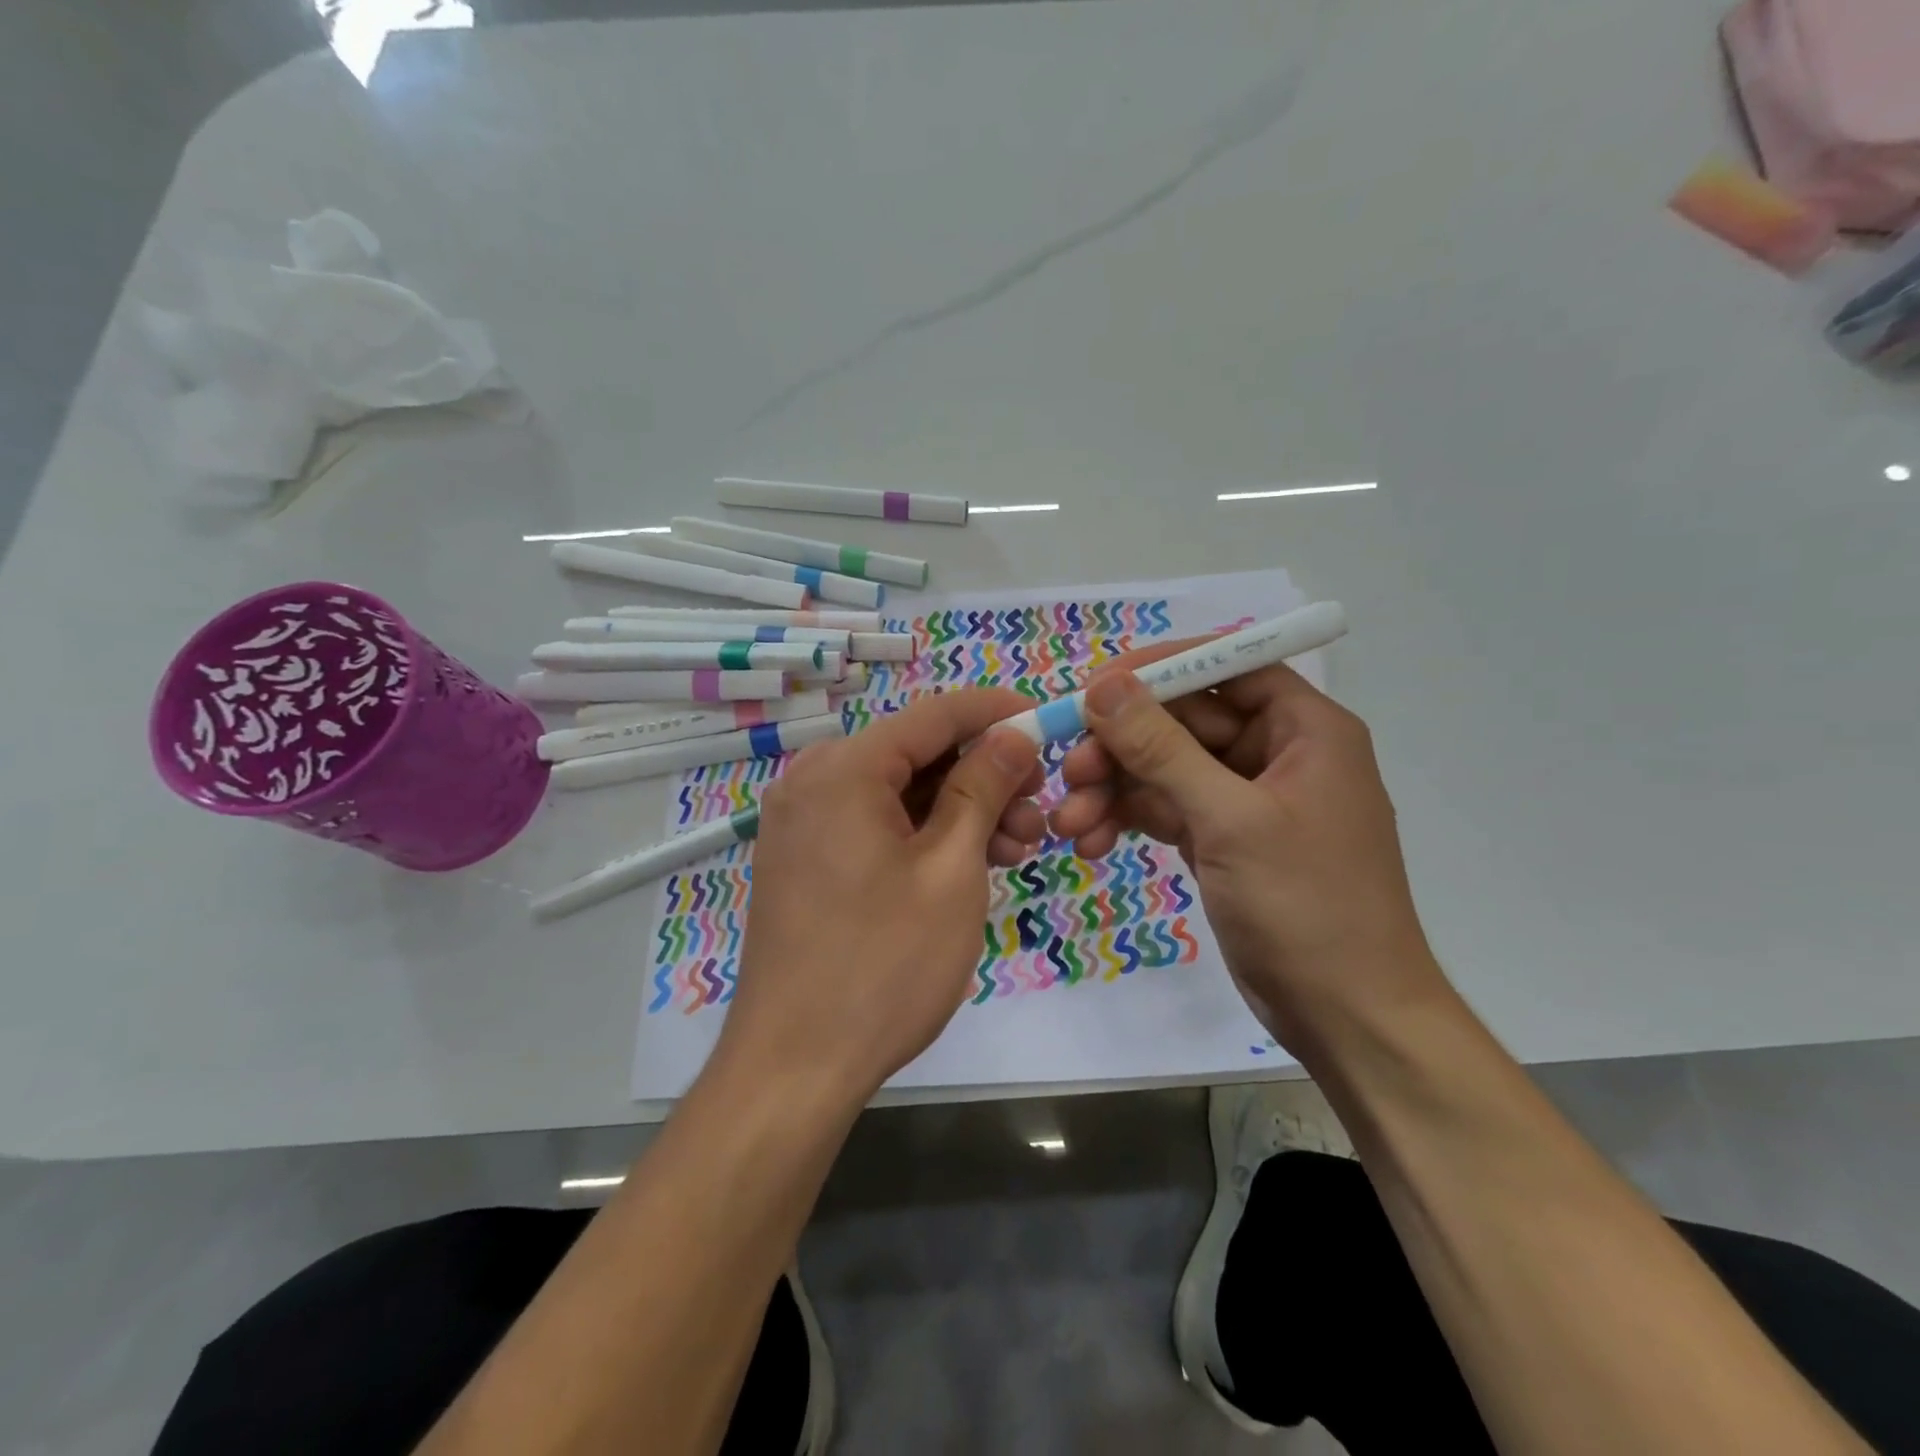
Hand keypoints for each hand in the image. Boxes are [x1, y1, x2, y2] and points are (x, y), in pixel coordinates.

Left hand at [721, 688, 1043, 1101]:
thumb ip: (983, 788)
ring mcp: (803, 821)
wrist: (795, 1066)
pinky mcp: (805, 858)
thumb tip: (1013, 735)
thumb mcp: (951, 869)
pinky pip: (874, 823)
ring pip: (899, 792)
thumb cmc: (884, 964)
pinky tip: (968, 863)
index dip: (997, 712)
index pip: (935, 714)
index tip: (1048, 721)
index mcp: (844, 768)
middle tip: (1038, 812)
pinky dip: (922, 834)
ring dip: (959, 810)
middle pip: (916, 753)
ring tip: (1015, 850)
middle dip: (984, 775)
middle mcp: (813, 780)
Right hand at [1044, 641, 1442, 1048]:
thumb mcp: (1230, 820)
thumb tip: (1104, 686)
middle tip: (1068, 770)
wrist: (1346, 1017)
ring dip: (1114, 789)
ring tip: (1068, 823)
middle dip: (1121, 745)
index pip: (1225, 667)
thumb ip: (1163, 748)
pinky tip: (1091, 842)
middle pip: (1183, 721)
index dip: (1159, 669)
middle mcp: (1275, 752)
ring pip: (1165, 768)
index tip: (1095, 688)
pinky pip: (1165, 809)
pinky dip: (1128, 820)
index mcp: (1304, 728)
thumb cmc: (1307, 906)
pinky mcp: (1222, 839)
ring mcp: (1245, 799)